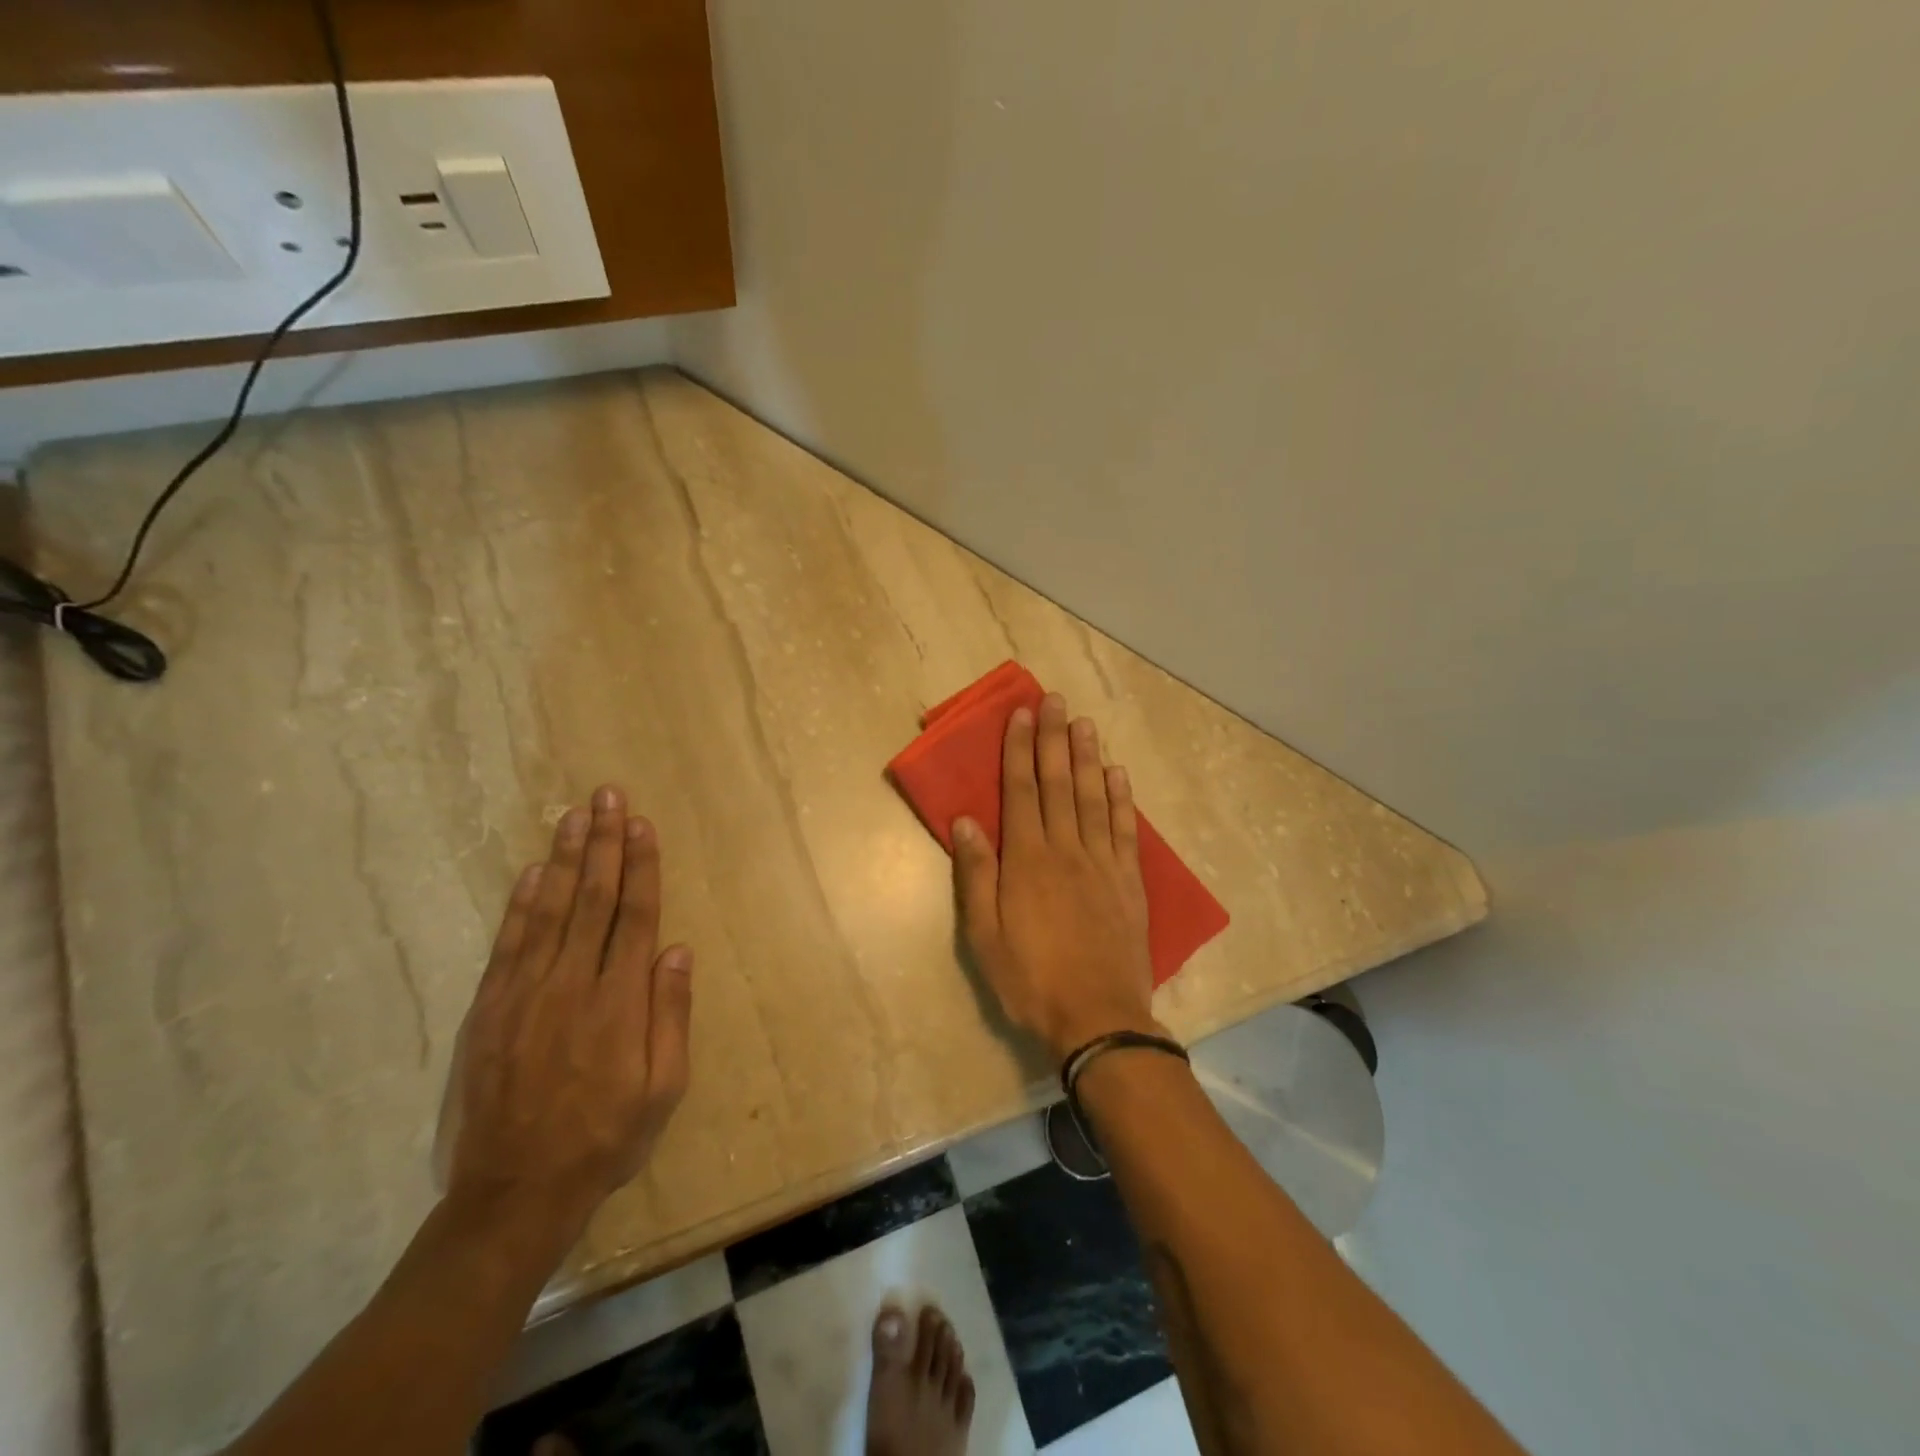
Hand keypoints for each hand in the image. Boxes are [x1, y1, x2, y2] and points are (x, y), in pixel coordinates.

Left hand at [447, 785, 693, 1236]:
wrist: (514, 1194)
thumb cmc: (605, 1138)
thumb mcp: (663, 1088)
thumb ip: (671, 1015)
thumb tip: (678, 950)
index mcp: (620, 1001)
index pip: (636, 916)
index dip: (641, 866)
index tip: (641, 824)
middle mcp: (573, 984)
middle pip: (594, 899)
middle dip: (603, 843)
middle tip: (606, 796)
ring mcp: (525, 994)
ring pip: (551, 910)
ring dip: (566, 859)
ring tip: (574, 815)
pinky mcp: (489, 1010)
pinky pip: (509, 944)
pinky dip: (521, 904)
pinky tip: (534, 873)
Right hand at [953, 693, 1160, 1060]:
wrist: (1098, 1017)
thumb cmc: (1030, 979)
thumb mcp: (985, 936)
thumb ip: (976, 876)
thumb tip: (965, 822)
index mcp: (1027, 861)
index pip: (1022, 792)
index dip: (1020, 751)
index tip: (1021, 715)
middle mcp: (1066, 850)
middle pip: (1059, 784)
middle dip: (1053, 739)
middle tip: (1054, 700)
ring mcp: (1103, 863)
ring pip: (1094, 798)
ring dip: (1088, 757)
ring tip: (1084, 723)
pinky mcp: (1129, 882)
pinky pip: (1125, 830)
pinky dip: (1122, 799)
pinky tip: (1118, 774)